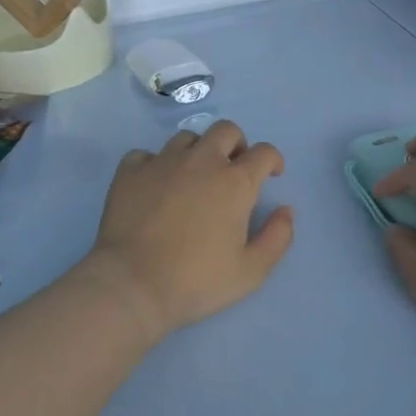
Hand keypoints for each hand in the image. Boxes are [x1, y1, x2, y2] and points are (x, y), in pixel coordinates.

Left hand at [82, 121, 293, 343]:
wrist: (132, 285)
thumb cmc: (196, 281)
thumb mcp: (251, 271)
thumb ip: (277, 238)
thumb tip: (286, 211)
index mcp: (235, 182)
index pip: (264, 152)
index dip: (272, 160)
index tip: (271, 175)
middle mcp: (201, 162)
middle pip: (226, 130)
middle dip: (236, 144)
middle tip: (233, 170)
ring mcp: (162, 163)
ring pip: (187, 138)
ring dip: (197, 152)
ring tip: (193, 177)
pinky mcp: (129, 173)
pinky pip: (146, 155)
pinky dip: (155, 164)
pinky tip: (155, 185)